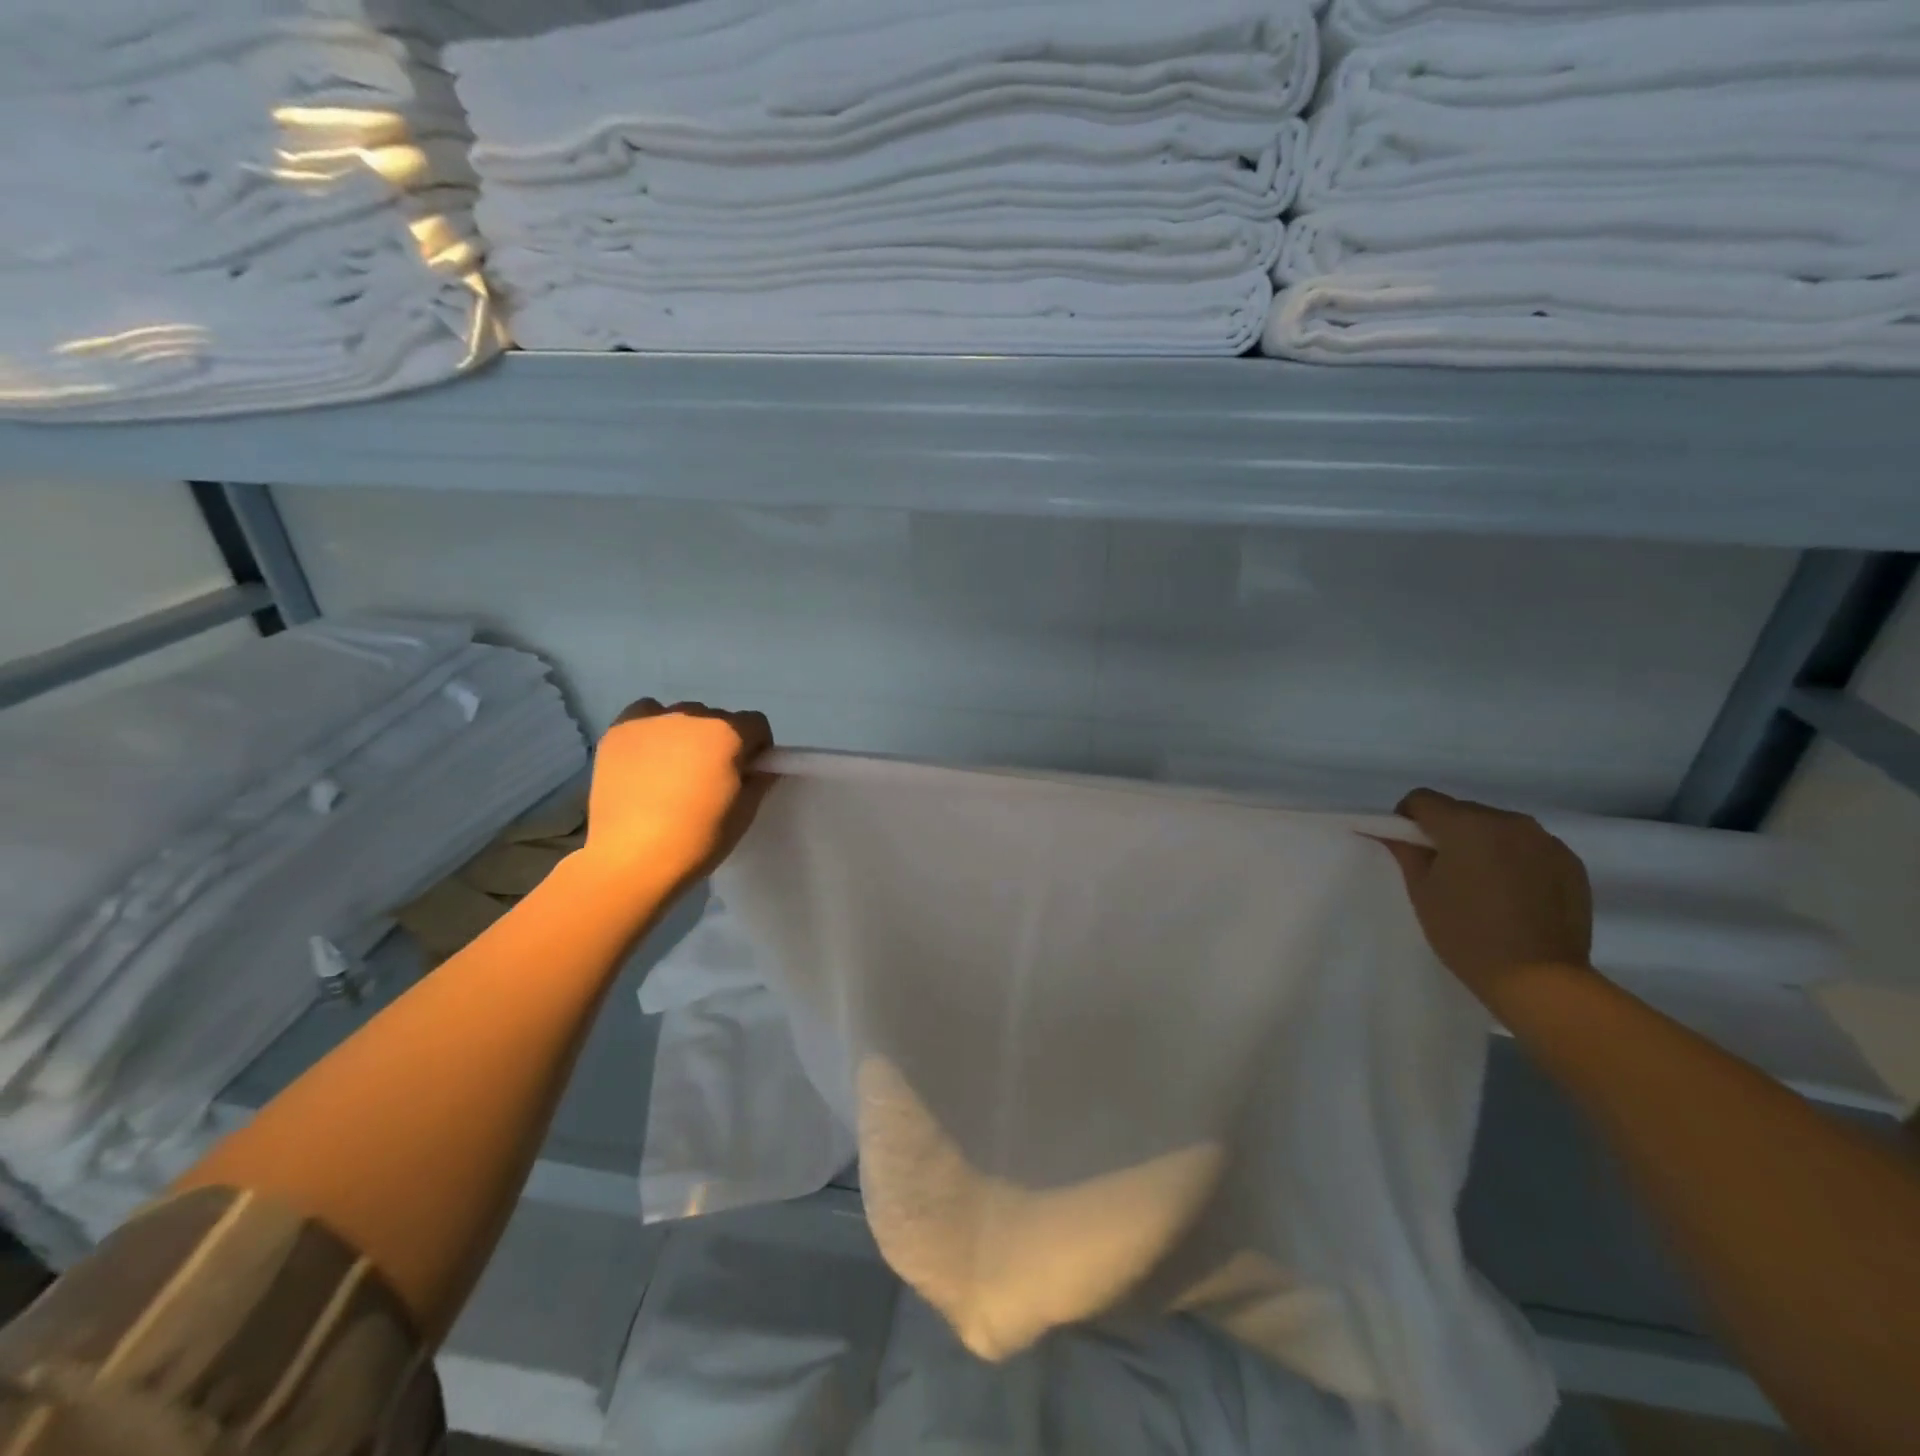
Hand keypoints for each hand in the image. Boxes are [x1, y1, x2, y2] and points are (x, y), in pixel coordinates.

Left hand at [584, 699, 773, 886]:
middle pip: (718, 719)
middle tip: (709, 777)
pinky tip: (647, 757)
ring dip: (688, 735)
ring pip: (683, 716)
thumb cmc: (697, 839)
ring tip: (673, 771)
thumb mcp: (744, 814)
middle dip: (721, 742)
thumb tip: (761, 767)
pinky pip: (646, 714)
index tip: (747, 772)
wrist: (630, 858)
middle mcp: (692, 716)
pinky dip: (653, 729)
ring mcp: (652, 720)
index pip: (756, 723)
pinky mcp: (619, 730)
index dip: (757, 748)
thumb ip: (759, 781)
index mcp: (728, 735)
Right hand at [1382, 788, 1594, 1003]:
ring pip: (1498, 827)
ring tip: (1482, 882)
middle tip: (1444, 870)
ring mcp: (1545, 840)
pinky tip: (1514, 892)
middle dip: (1447, 831)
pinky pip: (1530, 846)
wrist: (1539, 978)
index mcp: (1466, 824)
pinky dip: (1515, 858)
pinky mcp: (1570, 861)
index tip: (1409, 847)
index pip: (1423, 799)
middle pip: (1463, 811)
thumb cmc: (1466, 934)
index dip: (1407, 819)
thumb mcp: (1422, 892)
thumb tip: (1393, 833)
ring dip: (1483, 843)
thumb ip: (1406, 852)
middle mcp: (1509, 821)